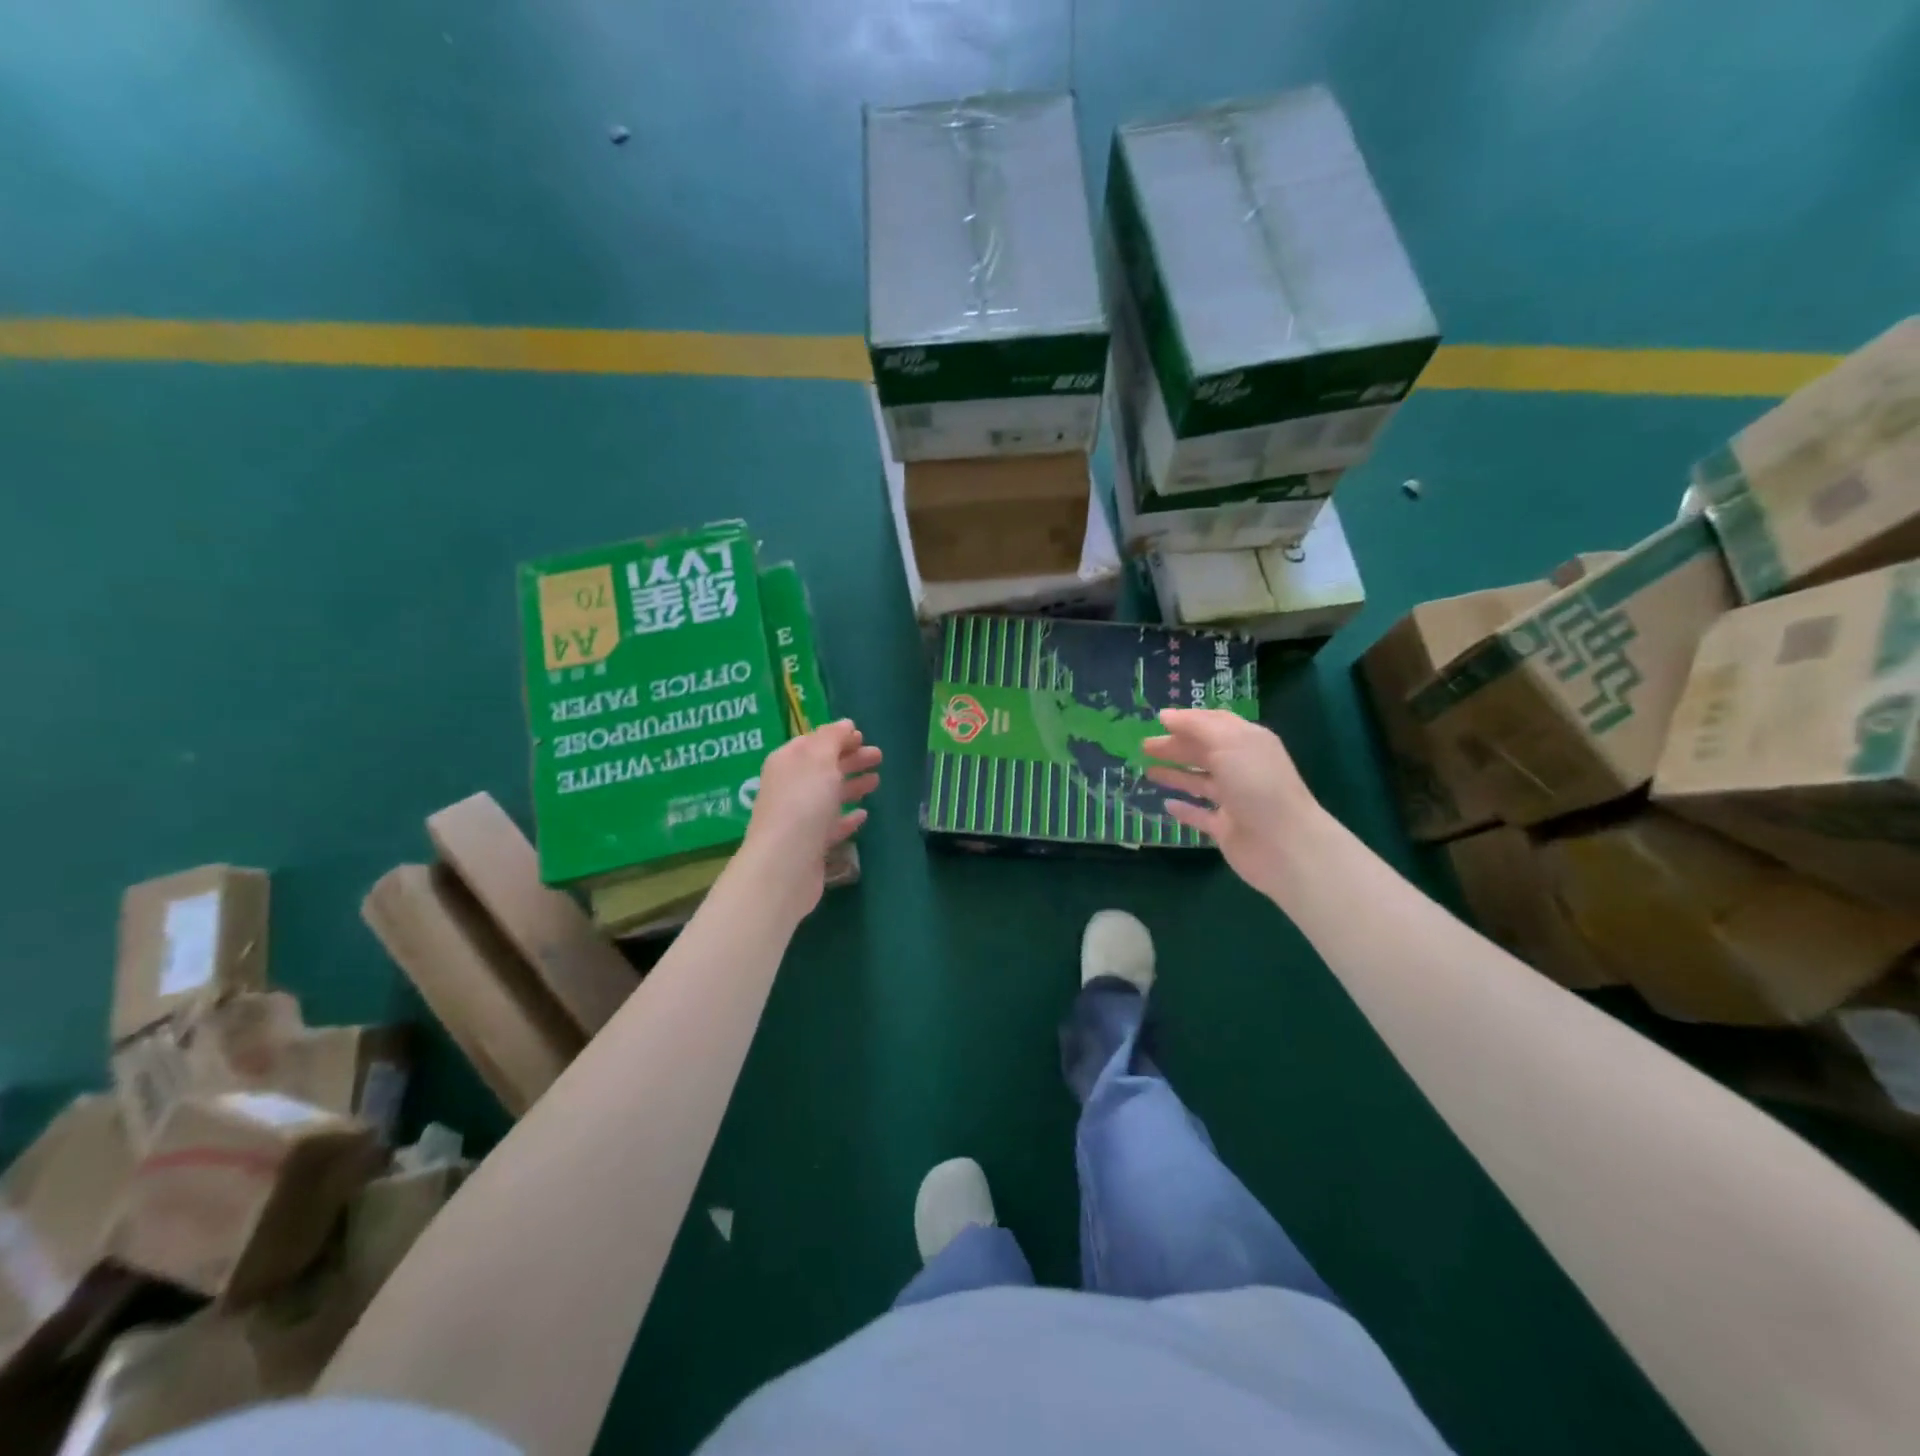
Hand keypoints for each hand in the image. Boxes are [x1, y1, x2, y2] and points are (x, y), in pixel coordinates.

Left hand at [739, 720, 881, 914]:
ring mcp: (799, 817)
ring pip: (829, 795)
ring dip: (852, 786)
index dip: (837, 737)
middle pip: (823, 768)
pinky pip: (831, 825)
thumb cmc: (803, 802)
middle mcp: (790, 787)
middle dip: (850, 759)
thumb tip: (845, 725)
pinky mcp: (810, 845)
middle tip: (879, 756)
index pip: (812, 742)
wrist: (786, 862)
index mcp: (787, 762)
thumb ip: (832, 738)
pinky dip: (847, 817)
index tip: (862, 736)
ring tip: (877, 781)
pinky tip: (863, 815)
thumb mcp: (819, 759)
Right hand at [1143, 708, 1326, 899]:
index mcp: (1248, 743)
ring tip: (1147, 771)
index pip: (1215, 724)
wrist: (1284, 844)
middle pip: (1204, 752)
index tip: (1159, 719)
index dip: (1188, 720)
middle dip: (1175, 747)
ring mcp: (1234, 800)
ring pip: (1200, 782)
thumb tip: (1166, 715)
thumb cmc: (1256, 784)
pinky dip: (1185, 809)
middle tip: (1143, 746)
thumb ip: (1196, 726)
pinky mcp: (1226, 828)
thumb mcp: (1228, 743)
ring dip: (1175, 774)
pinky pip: (1201, 815)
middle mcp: (1242, 768)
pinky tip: (1166, 804)